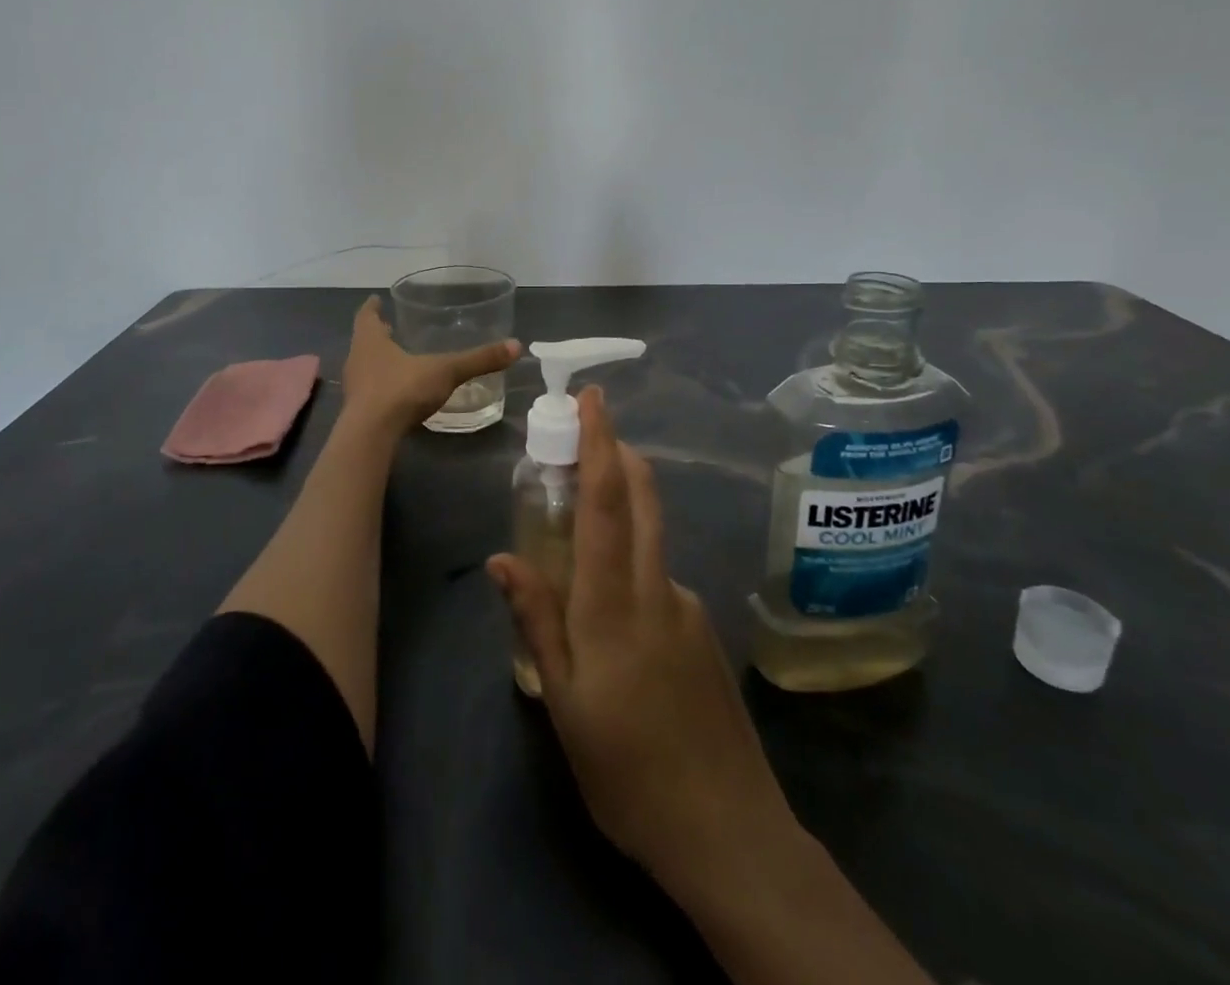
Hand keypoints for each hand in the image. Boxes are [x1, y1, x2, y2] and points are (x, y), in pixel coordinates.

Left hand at [340, 295, 519, 434]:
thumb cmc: (402, 390)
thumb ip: (478, 360)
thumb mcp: (445, 371)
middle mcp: (357, 359)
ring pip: (365, 366)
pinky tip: (399, 392)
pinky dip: (382, 386)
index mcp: (370, 341)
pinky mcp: (357, 411)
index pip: (366, 316)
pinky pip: (370, 391)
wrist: (371, 436)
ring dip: (379, 361)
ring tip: (398, 359)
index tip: (376, 299)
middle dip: (378, 335)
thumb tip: (516, 346)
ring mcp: (354, 387)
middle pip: (364, 341)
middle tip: (392, 327)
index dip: (372, 307)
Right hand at [487, 389, 796, 897]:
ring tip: (574, 541)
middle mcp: (657, 588)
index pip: (605, 502)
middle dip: (618, 450)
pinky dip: (631, 564)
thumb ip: (537, 620)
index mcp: (614, 604)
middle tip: (589, 426)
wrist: (727, 832)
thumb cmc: (626, 770)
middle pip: (641, 498)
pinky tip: (612, 619)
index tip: (593, 397)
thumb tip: (502, 556)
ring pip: (650, 536)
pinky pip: (659, 577)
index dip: (599, 443)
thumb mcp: (563, 702)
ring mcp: (687, 607)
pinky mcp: (702, 630)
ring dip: (621, 509)